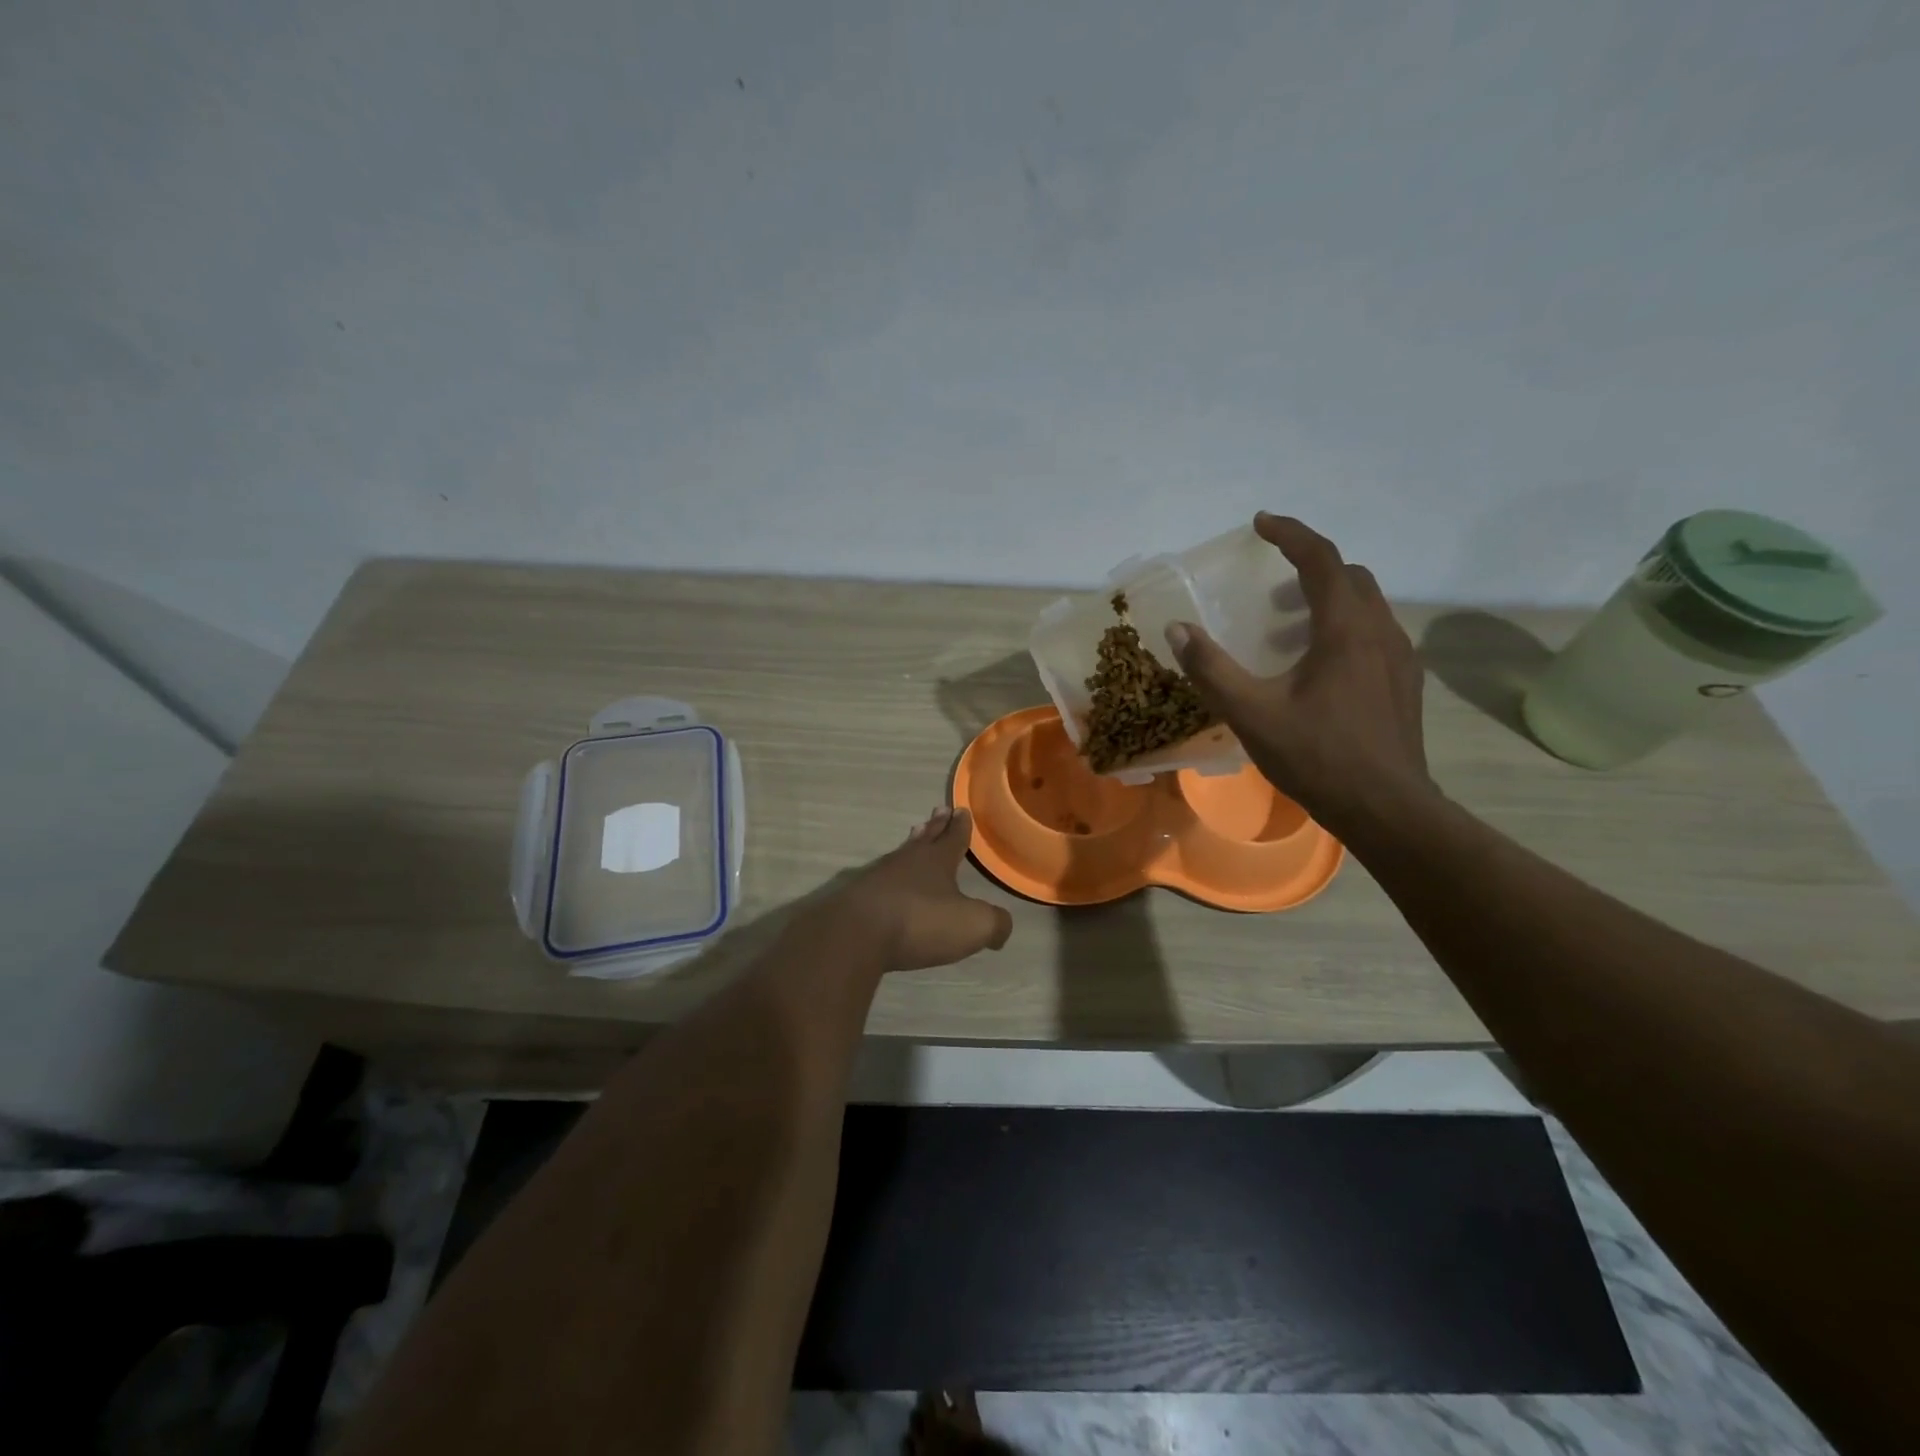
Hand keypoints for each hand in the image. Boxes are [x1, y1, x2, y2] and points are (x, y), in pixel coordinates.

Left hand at [835, 807, 1013, 972]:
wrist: (856, 934)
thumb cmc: (920, 922)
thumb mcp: (971, 925)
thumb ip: (994, 923)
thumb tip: (1002, 927)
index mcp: (937, 861)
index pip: (954, 838)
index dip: (960, 826)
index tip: (962, 809)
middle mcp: (907, 861)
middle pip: (925, 838)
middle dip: (936, 826)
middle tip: (940, 809)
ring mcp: (878, 876)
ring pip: (901, 854)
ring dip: (911, 844)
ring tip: (915, 834)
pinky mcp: (857, 896)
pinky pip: (880, 878)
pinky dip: (889, 875)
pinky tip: (887, 879)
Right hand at [1164, 513, 1435, 835]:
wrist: (1387, 808)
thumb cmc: (1318, 756)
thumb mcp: (1252, 713)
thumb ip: (1211, 669)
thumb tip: (1177, 630)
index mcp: (1345, 629)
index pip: (1321, 559)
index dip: (1289, 534)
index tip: (1260, 523)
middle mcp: (1380, 632)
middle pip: (1350, 577)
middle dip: (1309, 568)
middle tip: (1269, 588)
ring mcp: (1400, 658)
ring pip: (1366, 606)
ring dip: (1327, 600)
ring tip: (1287, 629)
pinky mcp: (1406, 684)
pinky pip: (1375, 635)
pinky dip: (1344, 629)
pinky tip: (1319, 668)